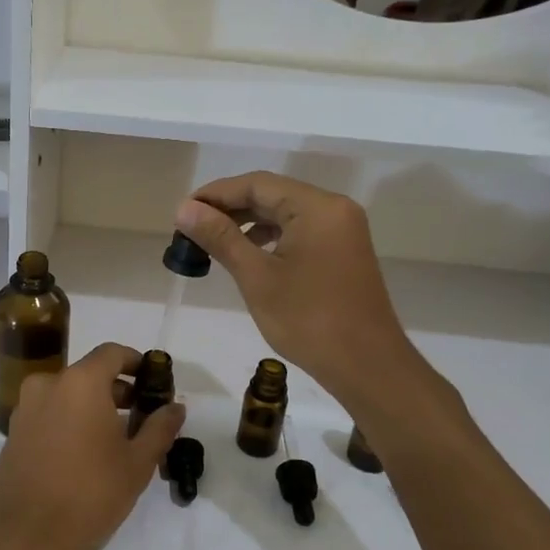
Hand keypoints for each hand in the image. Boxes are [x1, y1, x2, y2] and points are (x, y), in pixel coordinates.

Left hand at [0, 343, 186, 549]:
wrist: (19, 540)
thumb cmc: (87, 495)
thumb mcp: (136, 465)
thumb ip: (159, 429)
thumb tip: (175, 407)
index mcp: (79, 382)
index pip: (113, 353)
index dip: (137, 363)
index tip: (154, 384)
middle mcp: (48, 385)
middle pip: (90, 374)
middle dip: (118, 391)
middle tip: (143, 418)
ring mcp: (25, 409)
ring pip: (68, 395)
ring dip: (94, 407)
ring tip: (118, 441)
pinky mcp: (13, 433)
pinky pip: (50, 414)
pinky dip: (71, 422)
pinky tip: (87, 455)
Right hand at [176, 173, 422, 404]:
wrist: (367, 366)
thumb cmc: (309, 320)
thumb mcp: (257, 277)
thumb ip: (221, 237)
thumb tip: (185, 209)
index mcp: (317, 207)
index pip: (257, 184)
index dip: (215, 194)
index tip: (182, 211)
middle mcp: (334, 209)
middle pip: (272, 194)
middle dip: (230, 208)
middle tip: (191, 226)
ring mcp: (342, 230)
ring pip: (285, 213)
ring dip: (248, 222)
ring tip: (212, 240)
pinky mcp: (343, 251)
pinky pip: (300, 231)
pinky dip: (270, 237)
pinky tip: (247, 253)